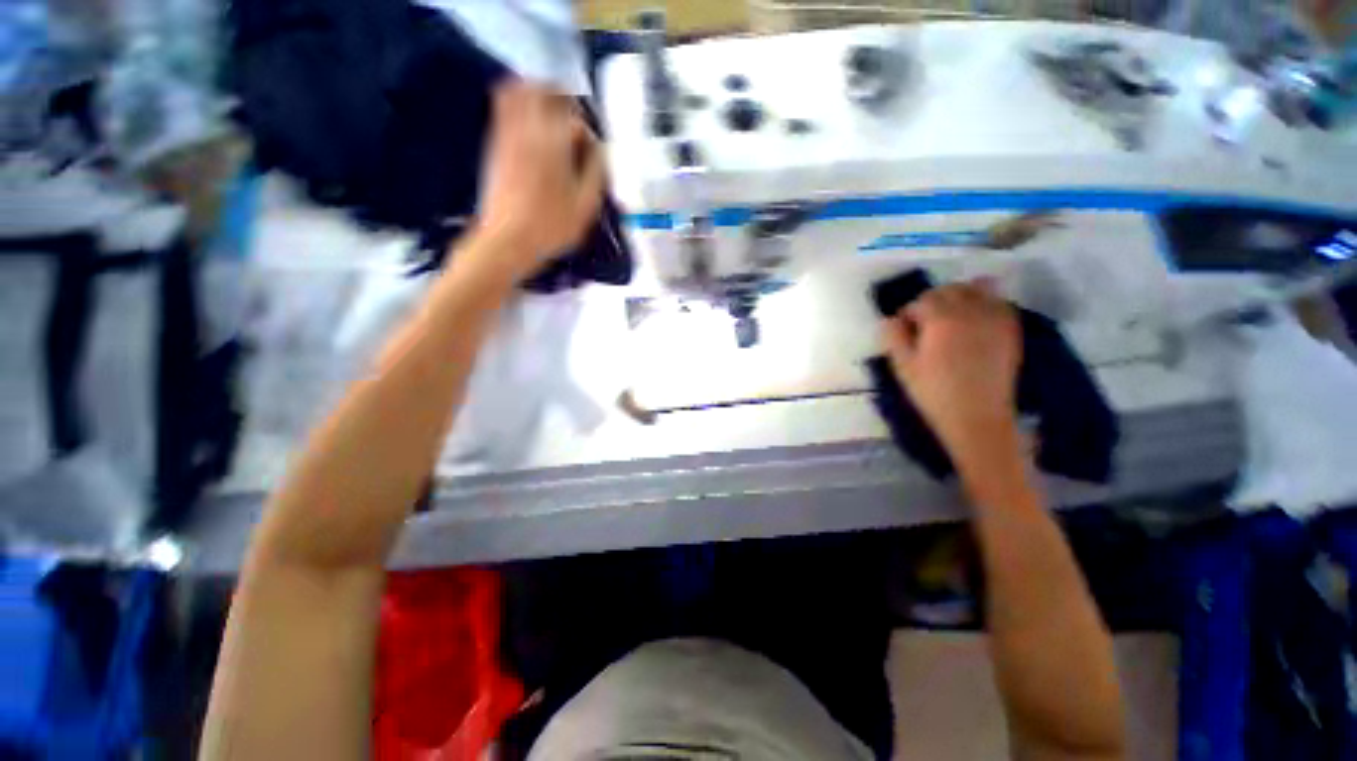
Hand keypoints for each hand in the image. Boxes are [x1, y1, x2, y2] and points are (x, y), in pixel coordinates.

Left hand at [473, 80, 606, 278]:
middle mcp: (527, 129)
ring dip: (536, 94)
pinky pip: (502, 110)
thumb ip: (596, 172)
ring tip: (551, 113)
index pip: (574, 119)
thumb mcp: (585, 207)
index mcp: (554, 143)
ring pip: (516, 92)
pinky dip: (517, 106)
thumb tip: (600, 150)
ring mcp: (506, 135)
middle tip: (573, 115)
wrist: (506, 240)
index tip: (593, 151)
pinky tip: (531, 128)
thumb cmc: (551, 227)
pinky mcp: (494, 146)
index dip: (588, 134)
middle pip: (540, 88)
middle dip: (560, 95)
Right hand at [881, 282, 1022, 458]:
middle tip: (924, 324)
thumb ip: (894, 337)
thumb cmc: (934, 392)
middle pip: (950, 290)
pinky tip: (975, 321)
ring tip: (951, 317)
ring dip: (960, 297)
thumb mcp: (903, 366)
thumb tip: (890, 319)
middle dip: (933, 301)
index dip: (908, 314)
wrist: (977, 416)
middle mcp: (970, 310)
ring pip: (978, 289)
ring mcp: (995, 318)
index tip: (903, 331)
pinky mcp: (1010, 329)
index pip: (920, 301)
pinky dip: (985, 303)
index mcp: (941, 319)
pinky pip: (999, 302)